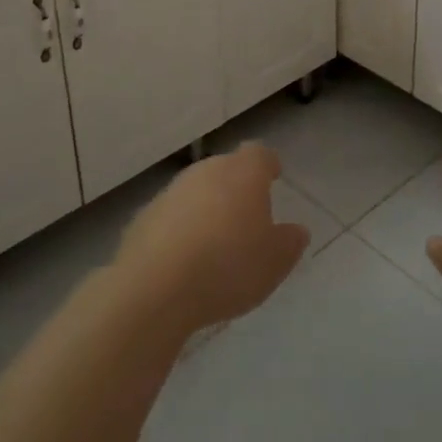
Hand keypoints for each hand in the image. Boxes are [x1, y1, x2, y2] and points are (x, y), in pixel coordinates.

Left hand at [114, 143, 309, 336]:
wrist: (155, 287)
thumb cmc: (228, 266)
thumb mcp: (274, 262)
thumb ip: (289, 242)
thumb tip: (296, 230)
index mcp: (244, 173)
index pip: (259, 154)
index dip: (267, 164)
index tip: (273, 176)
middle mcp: (207, 170)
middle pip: (226, 170)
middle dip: (237, 188)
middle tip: (246, 218)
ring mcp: (172, 191)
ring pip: (197, 191)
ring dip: (207, 208)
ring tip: (215, 244)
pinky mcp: (144, 216)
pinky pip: (172, 216)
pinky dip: (180, 229)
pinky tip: (184, 261)